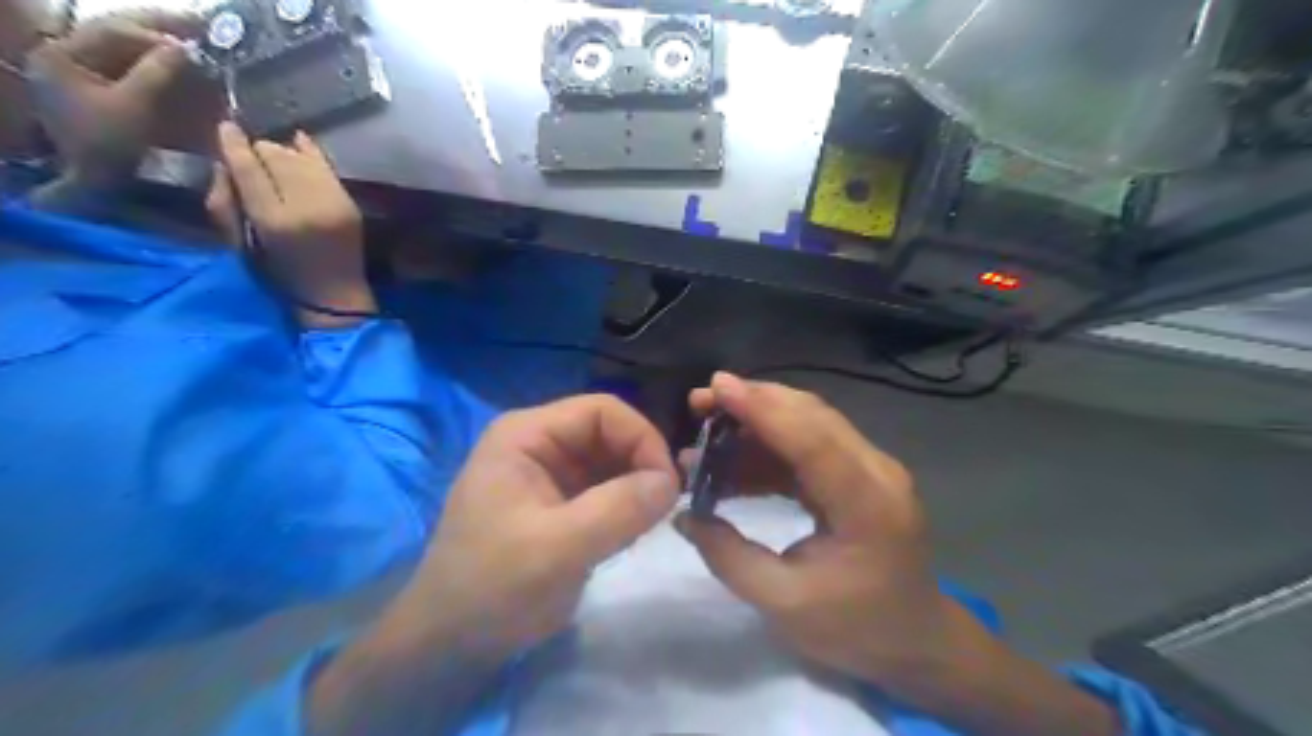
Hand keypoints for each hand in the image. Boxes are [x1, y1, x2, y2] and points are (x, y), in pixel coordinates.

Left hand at [22, 11, 207, 180]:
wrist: (95, 184)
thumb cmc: (109, 146)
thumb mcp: (134, 108)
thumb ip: (156, 73)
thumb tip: (186, 48)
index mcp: (60, 54)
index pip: (113, 32)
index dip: (157, 36)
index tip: (197, 45)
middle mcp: (64, 53)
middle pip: (116, 31)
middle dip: (159, 29)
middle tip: (200, 24)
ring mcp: (79, 69)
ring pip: (124, 45)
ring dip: (160, 43)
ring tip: (194, 37)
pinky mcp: (98, 87)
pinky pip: (128, 64)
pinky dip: (156, 61)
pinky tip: (179, 58)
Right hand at [209, 121, 372, 327]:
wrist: (334, 295)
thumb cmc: (279, 277)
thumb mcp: (238, 244)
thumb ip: (225, 202)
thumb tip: (224, 162)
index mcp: (273, 221)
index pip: (249, 168)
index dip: (233, 143)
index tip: (225, 126)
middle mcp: (307, 207)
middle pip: (276, 155)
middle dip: (260, 151)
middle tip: (251, 157)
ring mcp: (334, 204)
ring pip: (301, 157)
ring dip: (284, 153)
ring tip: (274, 160)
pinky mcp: (350, 204)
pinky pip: (326, 166)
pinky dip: (309, 154)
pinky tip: (298, 143)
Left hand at [392, 397, 675, 659]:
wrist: (450, 644)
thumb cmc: (493, 587)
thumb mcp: (558, 548)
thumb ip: (618, 509)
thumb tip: (672, 482)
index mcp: (527, 435)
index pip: (602, 411)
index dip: (642, 438)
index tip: (668, 484)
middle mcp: (538, 444)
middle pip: (609, 433)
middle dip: (641, 464)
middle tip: (663, 508)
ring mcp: (547, 474)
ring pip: (611, 461)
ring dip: (635, 487)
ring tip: (644, 524)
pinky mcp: (557, 503)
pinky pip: (604, 489)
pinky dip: (624, 505)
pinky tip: (628, 533)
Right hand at [676, 374, 959, 690]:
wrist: (915, 642)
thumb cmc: (855, 630)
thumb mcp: (784, 605)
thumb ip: (729, 557)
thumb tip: (684, 514)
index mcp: (867, 504)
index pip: (811, 440)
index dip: (762, 409)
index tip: (715, 386)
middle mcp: (877, 472)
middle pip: (812, 417)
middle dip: (754, 401)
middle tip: (700, 402)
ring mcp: (873, 469)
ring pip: (810, 425)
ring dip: (758, 421)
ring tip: (706, 431)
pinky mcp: (861, 475)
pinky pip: (811, 446)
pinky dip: (770, 447)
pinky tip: (734, 461)